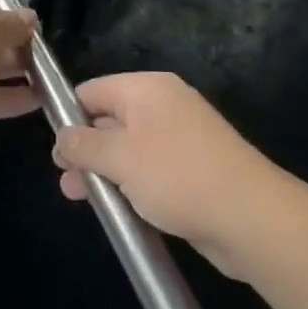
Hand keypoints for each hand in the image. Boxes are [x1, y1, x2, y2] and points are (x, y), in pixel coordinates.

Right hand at [51, 72, 280, 274]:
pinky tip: (118, 208)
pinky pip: (150, 169)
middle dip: (85, 149)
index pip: (93, 90)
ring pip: (128, 148)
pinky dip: (131, 184)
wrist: (252, 219)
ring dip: (104, 171)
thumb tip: (62, 137)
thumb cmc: (178, 177)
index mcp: (146, 89)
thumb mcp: (120, 158)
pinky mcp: (192, 169)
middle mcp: (163, 106)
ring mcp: (180, 138)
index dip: (69, 116)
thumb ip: (84, 145)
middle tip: (65, 180)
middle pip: (109, 119)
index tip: (55, 149)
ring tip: (81, 198)